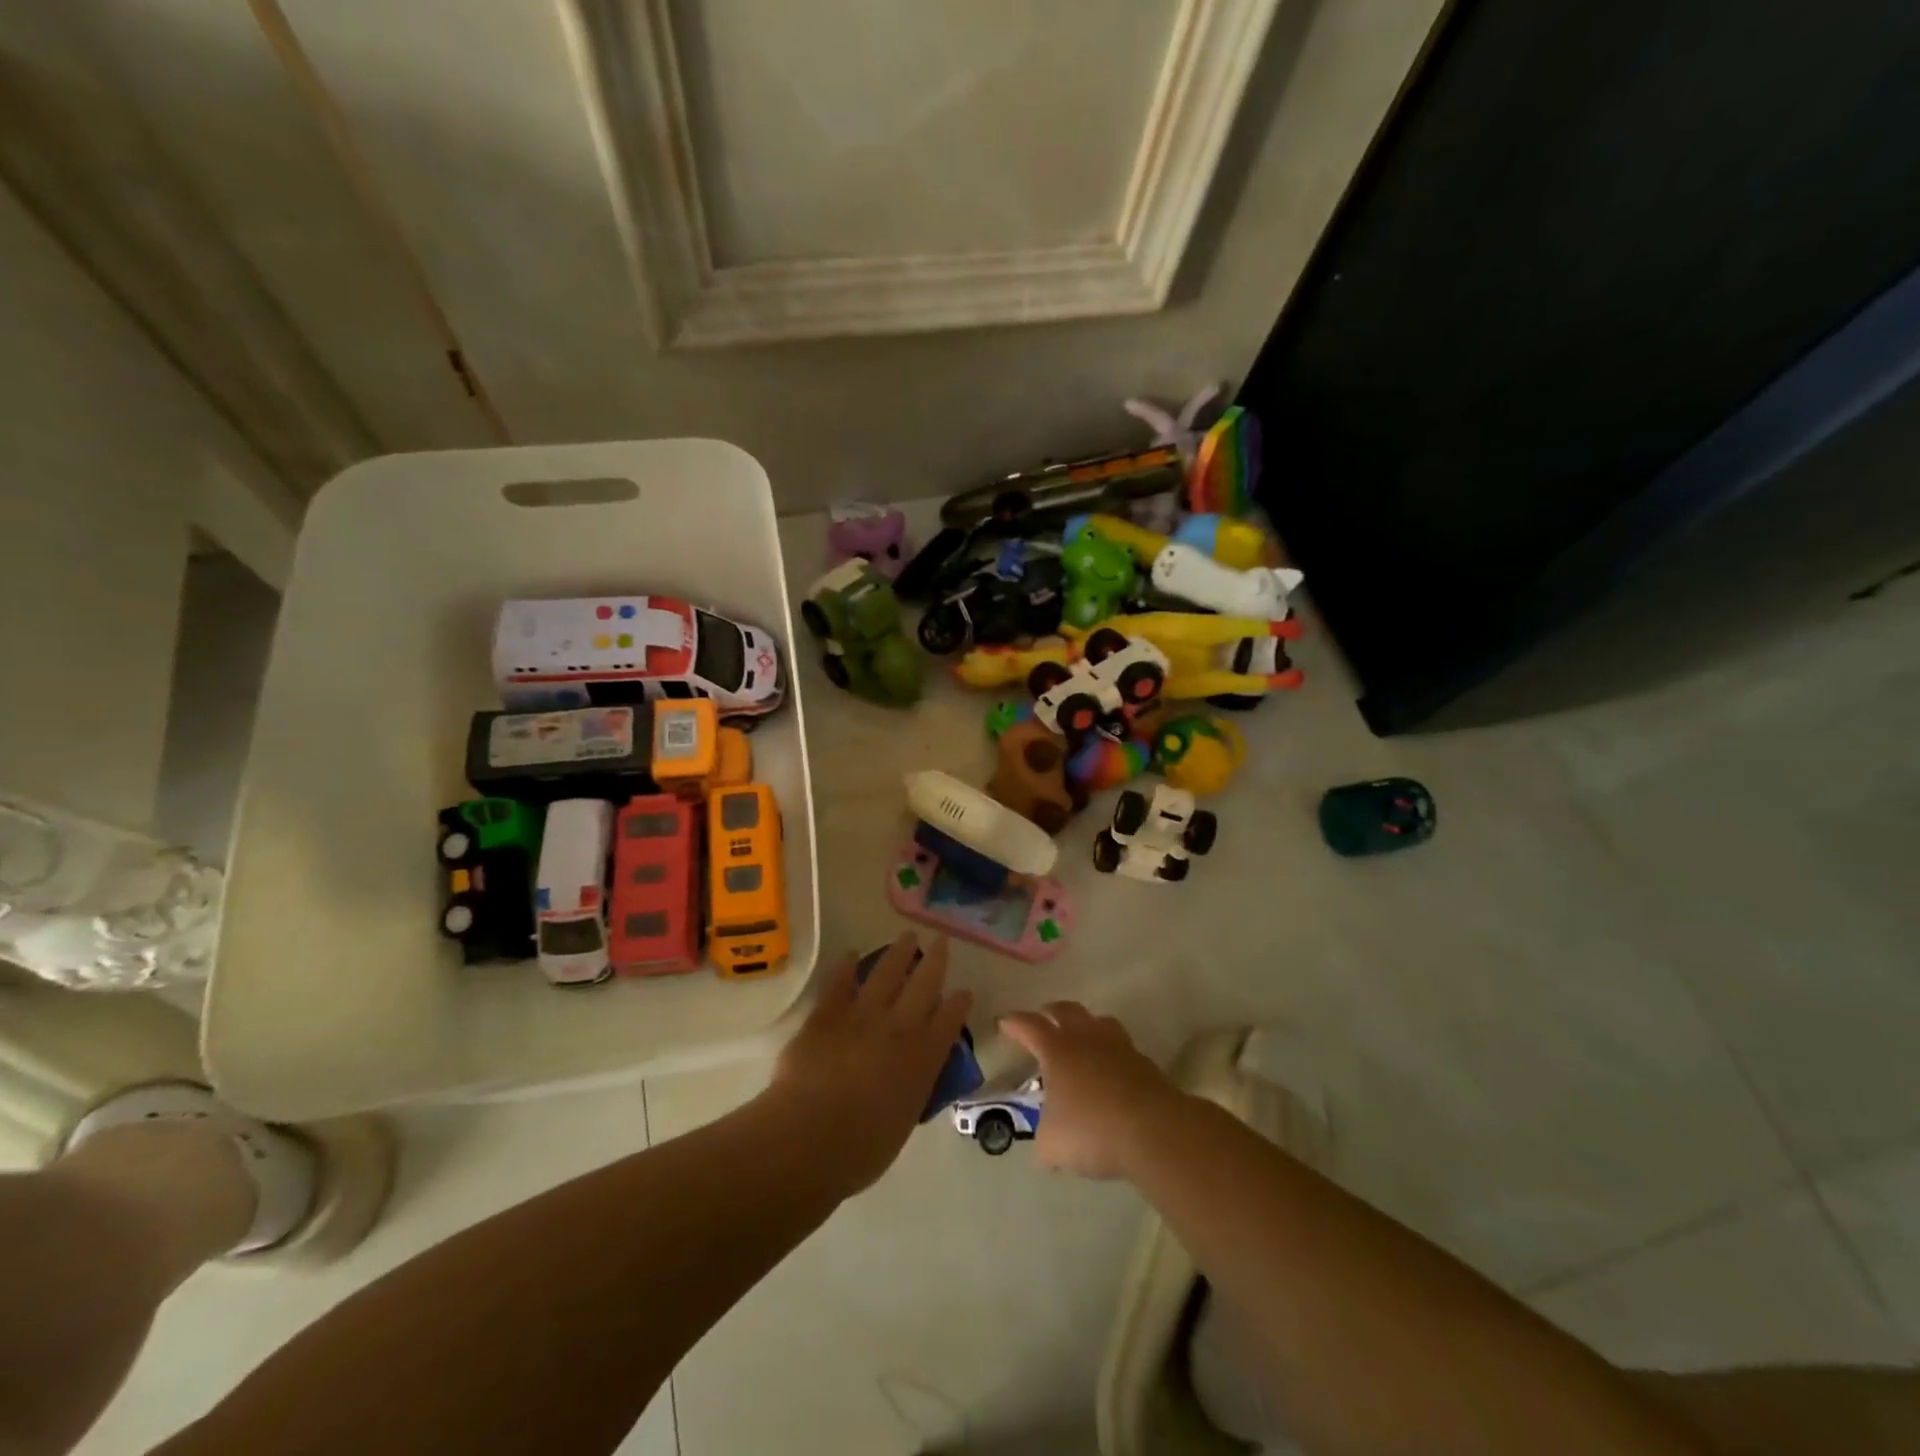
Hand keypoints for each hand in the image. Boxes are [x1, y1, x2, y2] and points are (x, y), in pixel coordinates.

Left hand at [769, 933, 971, 1193]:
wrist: (811, 1138)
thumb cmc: (861, 1149)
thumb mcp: (903, 1121)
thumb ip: (911, 1090)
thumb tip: (911, 1078)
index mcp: (923, 1059)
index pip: (949, 1021)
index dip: (958, 1003)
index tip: (963, 991)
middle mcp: (899, 1028)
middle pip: (924, 984)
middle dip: (935, 961)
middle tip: (941, 941)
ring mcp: (863, 1015)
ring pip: (887, 972)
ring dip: (899, 952)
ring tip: (907, 936)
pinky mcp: (828, 1013)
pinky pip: (841, 982)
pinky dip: (847, 967)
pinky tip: (851, 955)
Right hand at [998, 1002, 1185, 1180]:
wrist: (1153, 1130)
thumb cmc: (1092, 1130)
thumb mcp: (1053, 1145)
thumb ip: (1044, 1144)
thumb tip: (1045, 1153)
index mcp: (1057, 1049)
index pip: (1029, 1026)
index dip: (1014, 1023)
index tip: (1005, 1022)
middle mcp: (1086, 1038)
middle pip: (1066, 1010)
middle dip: (1051, 1012)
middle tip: (1043, 1019)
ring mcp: (1118, 1046)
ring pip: (1098, 1021)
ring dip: (1086, 1025)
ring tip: (1081, 1038)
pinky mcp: (1144, 1062)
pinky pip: (1121, 1047)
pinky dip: (1111, 1053)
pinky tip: (1109, 1072)